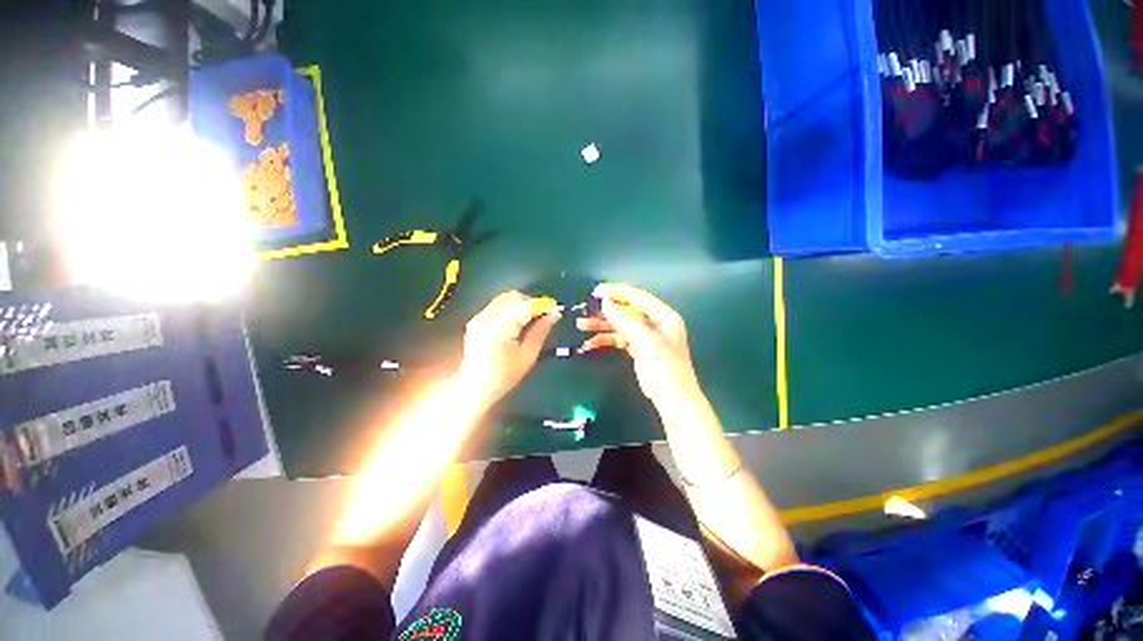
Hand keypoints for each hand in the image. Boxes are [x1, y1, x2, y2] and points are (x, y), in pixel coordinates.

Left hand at [457, 291, 560, 406]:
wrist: (474, 387)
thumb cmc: (504, 375)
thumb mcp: (528, 354)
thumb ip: (541, 330)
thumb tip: (555, 313)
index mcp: (501, 324)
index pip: (526, 304)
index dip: (542, 304)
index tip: (555, 310)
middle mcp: (488, 315)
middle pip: (514, 297)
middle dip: (530, 303)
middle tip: (542, 318)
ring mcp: (480, 316)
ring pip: (505, 299)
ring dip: (520, 305)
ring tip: (529, 322)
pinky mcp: (476, 320)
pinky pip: (496, 306)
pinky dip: (509, 309)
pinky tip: (514, 325)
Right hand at [578, 282, 701, 405]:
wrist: (673, 401)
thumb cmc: (665, 370)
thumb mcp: (646, 342)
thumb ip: (626, 321)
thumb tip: (606, 303)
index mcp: (664, 317)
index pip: (638, 297)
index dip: (617, 292)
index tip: (597, 291)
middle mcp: (656, 323)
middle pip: (627, 311)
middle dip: (606, 311)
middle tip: (586, 309)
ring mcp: (647, 337)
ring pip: (621, 325)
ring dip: (602, 325)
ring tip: (582, 325)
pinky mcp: (640, 349)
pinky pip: (620, 339)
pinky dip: (606, 339)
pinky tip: (592, 343)